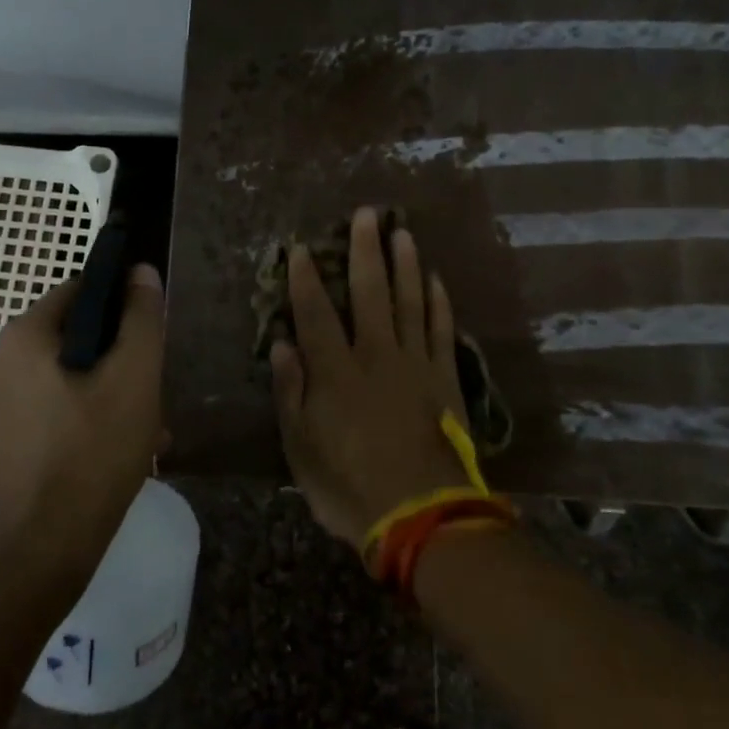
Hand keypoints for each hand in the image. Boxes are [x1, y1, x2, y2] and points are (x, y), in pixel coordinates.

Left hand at [0, 264, 166, 578]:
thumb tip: (140, 271)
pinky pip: (53, 407)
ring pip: (67, 375)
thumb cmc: (93, 452)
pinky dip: (85, 416)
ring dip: (107, 390)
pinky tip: (118, 448)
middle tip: (150, 390)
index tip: (148, 338)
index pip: (79, 291)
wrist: (44, 548)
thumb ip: (141, 319)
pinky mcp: (3, 438)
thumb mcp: (134, 378)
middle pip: (74, 336)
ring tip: (144, 426)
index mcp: (23, 336)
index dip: (120, 305)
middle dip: (117, 357)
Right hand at [269, 207, 470, 544]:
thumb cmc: (349, 486)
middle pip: (370, 292)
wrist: (421, 515)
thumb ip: (291, 392)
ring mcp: (416, 364)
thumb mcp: (301, 448)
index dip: (305, 278)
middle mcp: (376, 355)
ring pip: (410, 302)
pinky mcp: (446, 378)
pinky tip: (436, 280)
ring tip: (402, 232)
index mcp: (336, 371)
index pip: (316, 312)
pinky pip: (442, 331)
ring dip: (405, 264)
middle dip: (364, 251)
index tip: (300, 248)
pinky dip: (439, 303)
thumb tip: (283, 344)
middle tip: (366, 214)